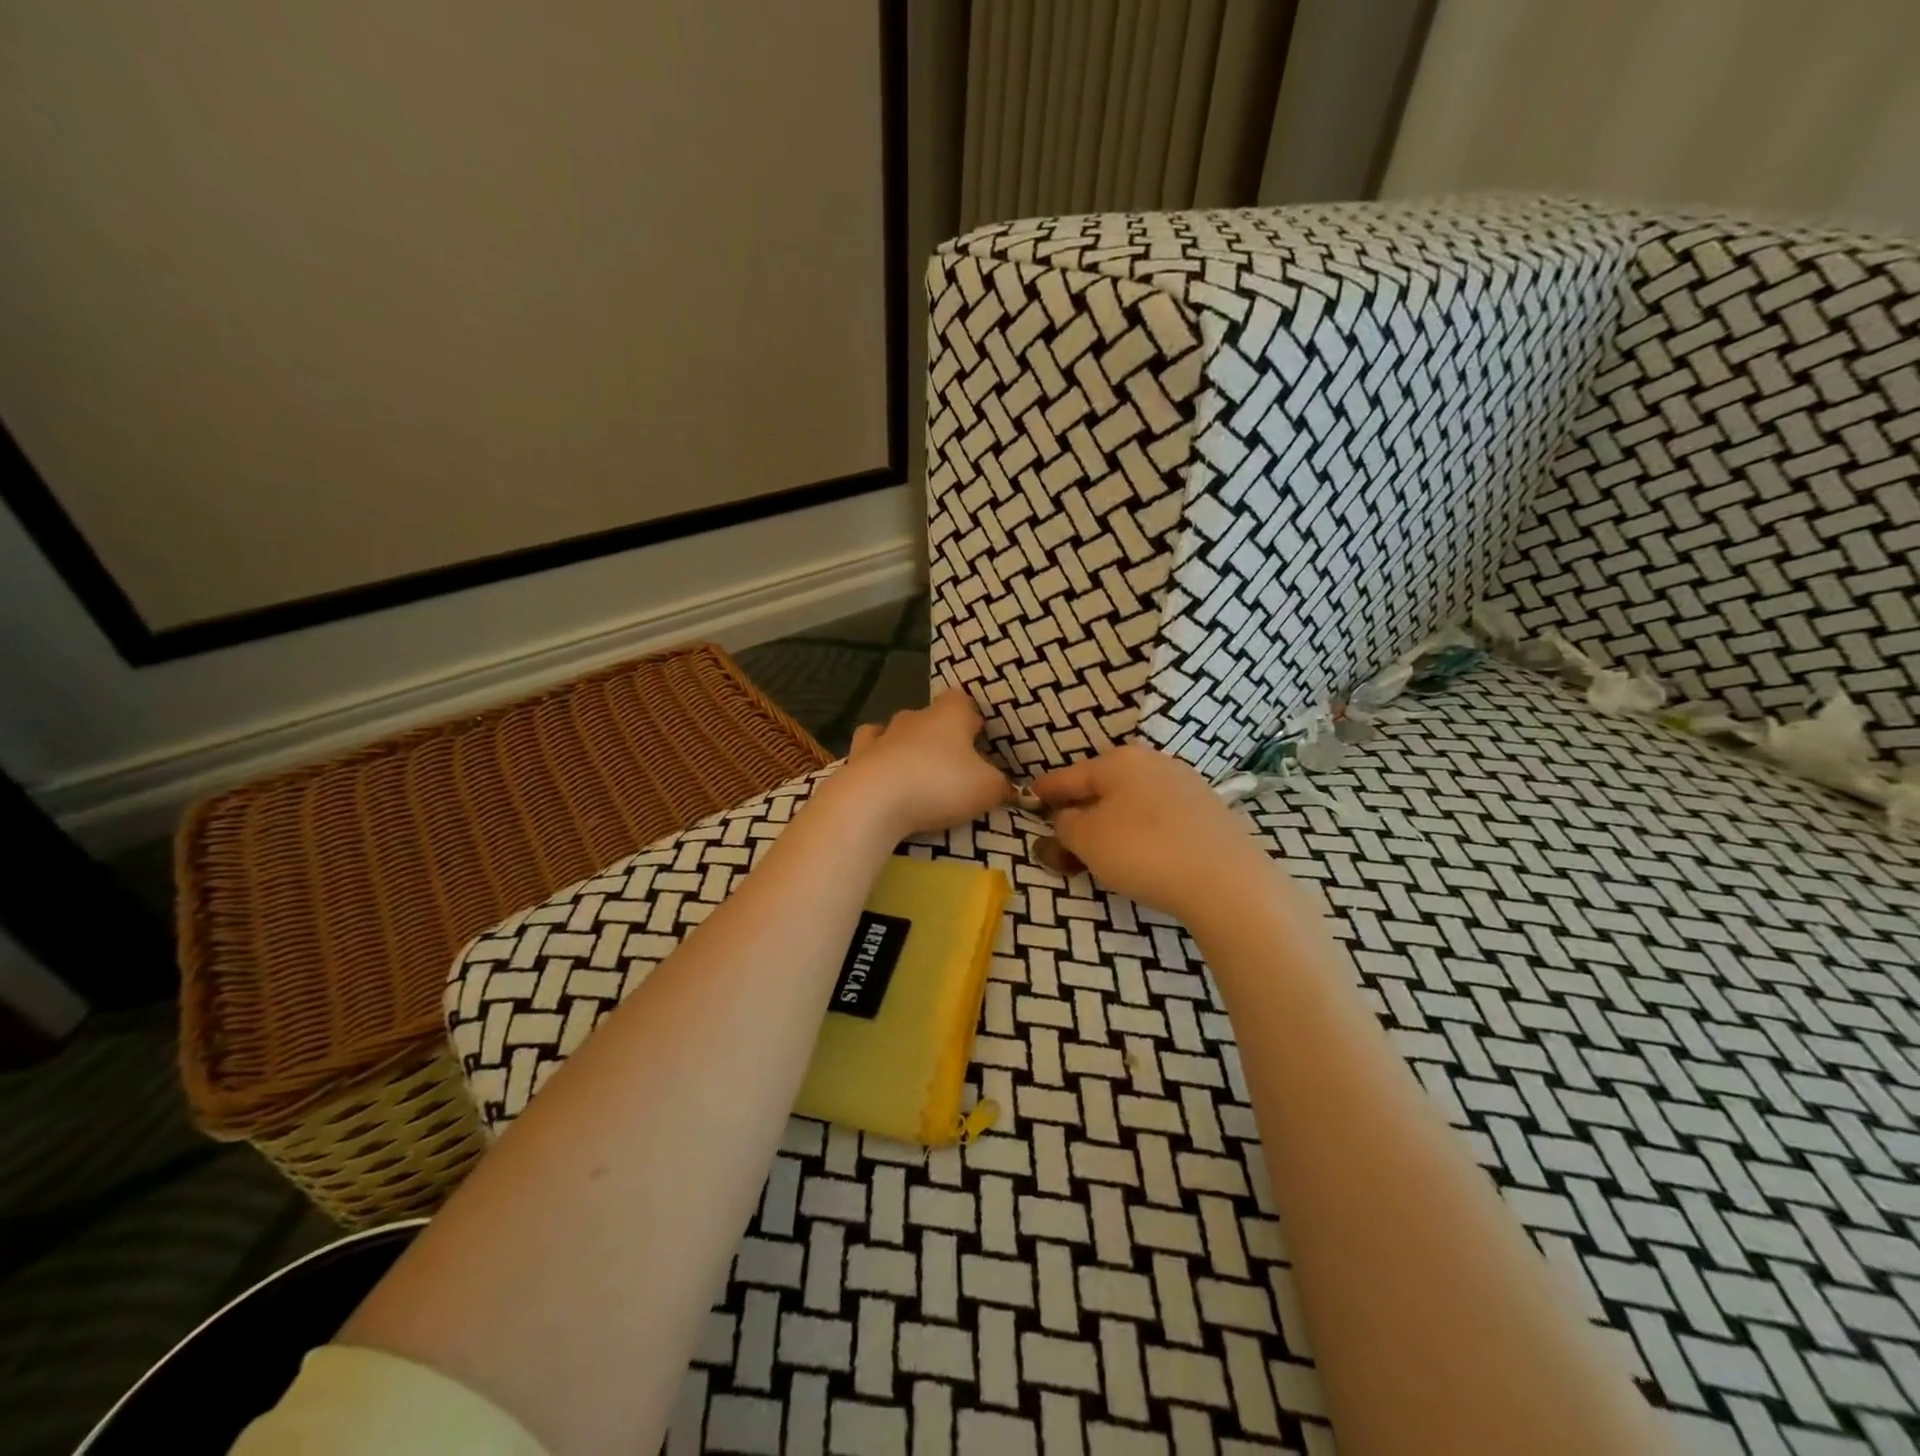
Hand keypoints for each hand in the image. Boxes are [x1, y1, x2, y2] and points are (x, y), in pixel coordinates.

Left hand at [832, 689, 1010, 837]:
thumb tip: (1008, 787)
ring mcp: (880, 736)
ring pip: (895, 730)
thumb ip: (1001, 785)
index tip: (979, 738)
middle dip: (940, 735)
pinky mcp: (856, 759)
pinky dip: (876, 761)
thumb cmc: (939, 784)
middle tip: (953, 764)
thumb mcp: (987, 789)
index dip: (972, 717)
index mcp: (949, 714)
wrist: (874, 801)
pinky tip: (882, 777)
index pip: (963, 700)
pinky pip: (868, 753)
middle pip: (929, 716)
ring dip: (905, 746)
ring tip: (915, 772)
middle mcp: (913, 717)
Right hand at [1032, 745, 1272, 922]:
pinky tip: (1142, 857)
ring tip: (1101, 855)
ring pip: (1132, 803)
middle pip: (1103, 788)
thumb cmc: (1144, 851)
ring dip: (1111, 825)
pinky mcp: (1208, 814)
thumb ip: (1065, 825)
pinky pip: (1159, 819)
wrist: (1227, 881)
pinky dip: (1141, 834)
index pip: (1068, 776)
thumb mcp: (1087, 839)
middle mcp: (1154, 763)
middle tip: (1064, 841)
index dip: (1044, 792)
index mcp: (1120, 760)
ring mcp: (1186, 786)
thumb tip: (1066, 819)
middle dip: (1080, 812)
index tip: (1029, 799)